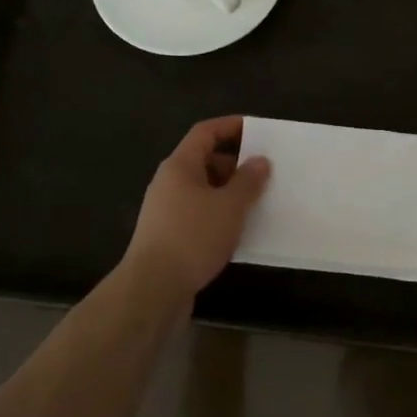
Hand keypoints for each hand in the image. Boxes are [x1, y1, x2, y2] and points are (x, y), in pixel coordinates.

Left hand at [123, 116, 269, 301]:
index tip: (258, 130)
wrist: (152, 289)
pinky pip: (199, 213)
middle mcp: (169, 182)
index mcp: (180, 166)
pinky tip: (238, 229)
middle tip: (264, 171)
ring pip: (203, 190)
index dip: (231, 126)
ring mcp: (166, 210)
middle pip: (204, 160)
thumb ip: (247, 181)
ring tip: (258, 200)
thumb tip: (259, 161)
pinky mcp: (168, 235)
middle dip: (235, 163)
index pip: (205, 132)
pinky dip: (219, 214)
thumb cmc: (193, 237)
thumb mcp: (229, 206)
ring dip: (229, 191)